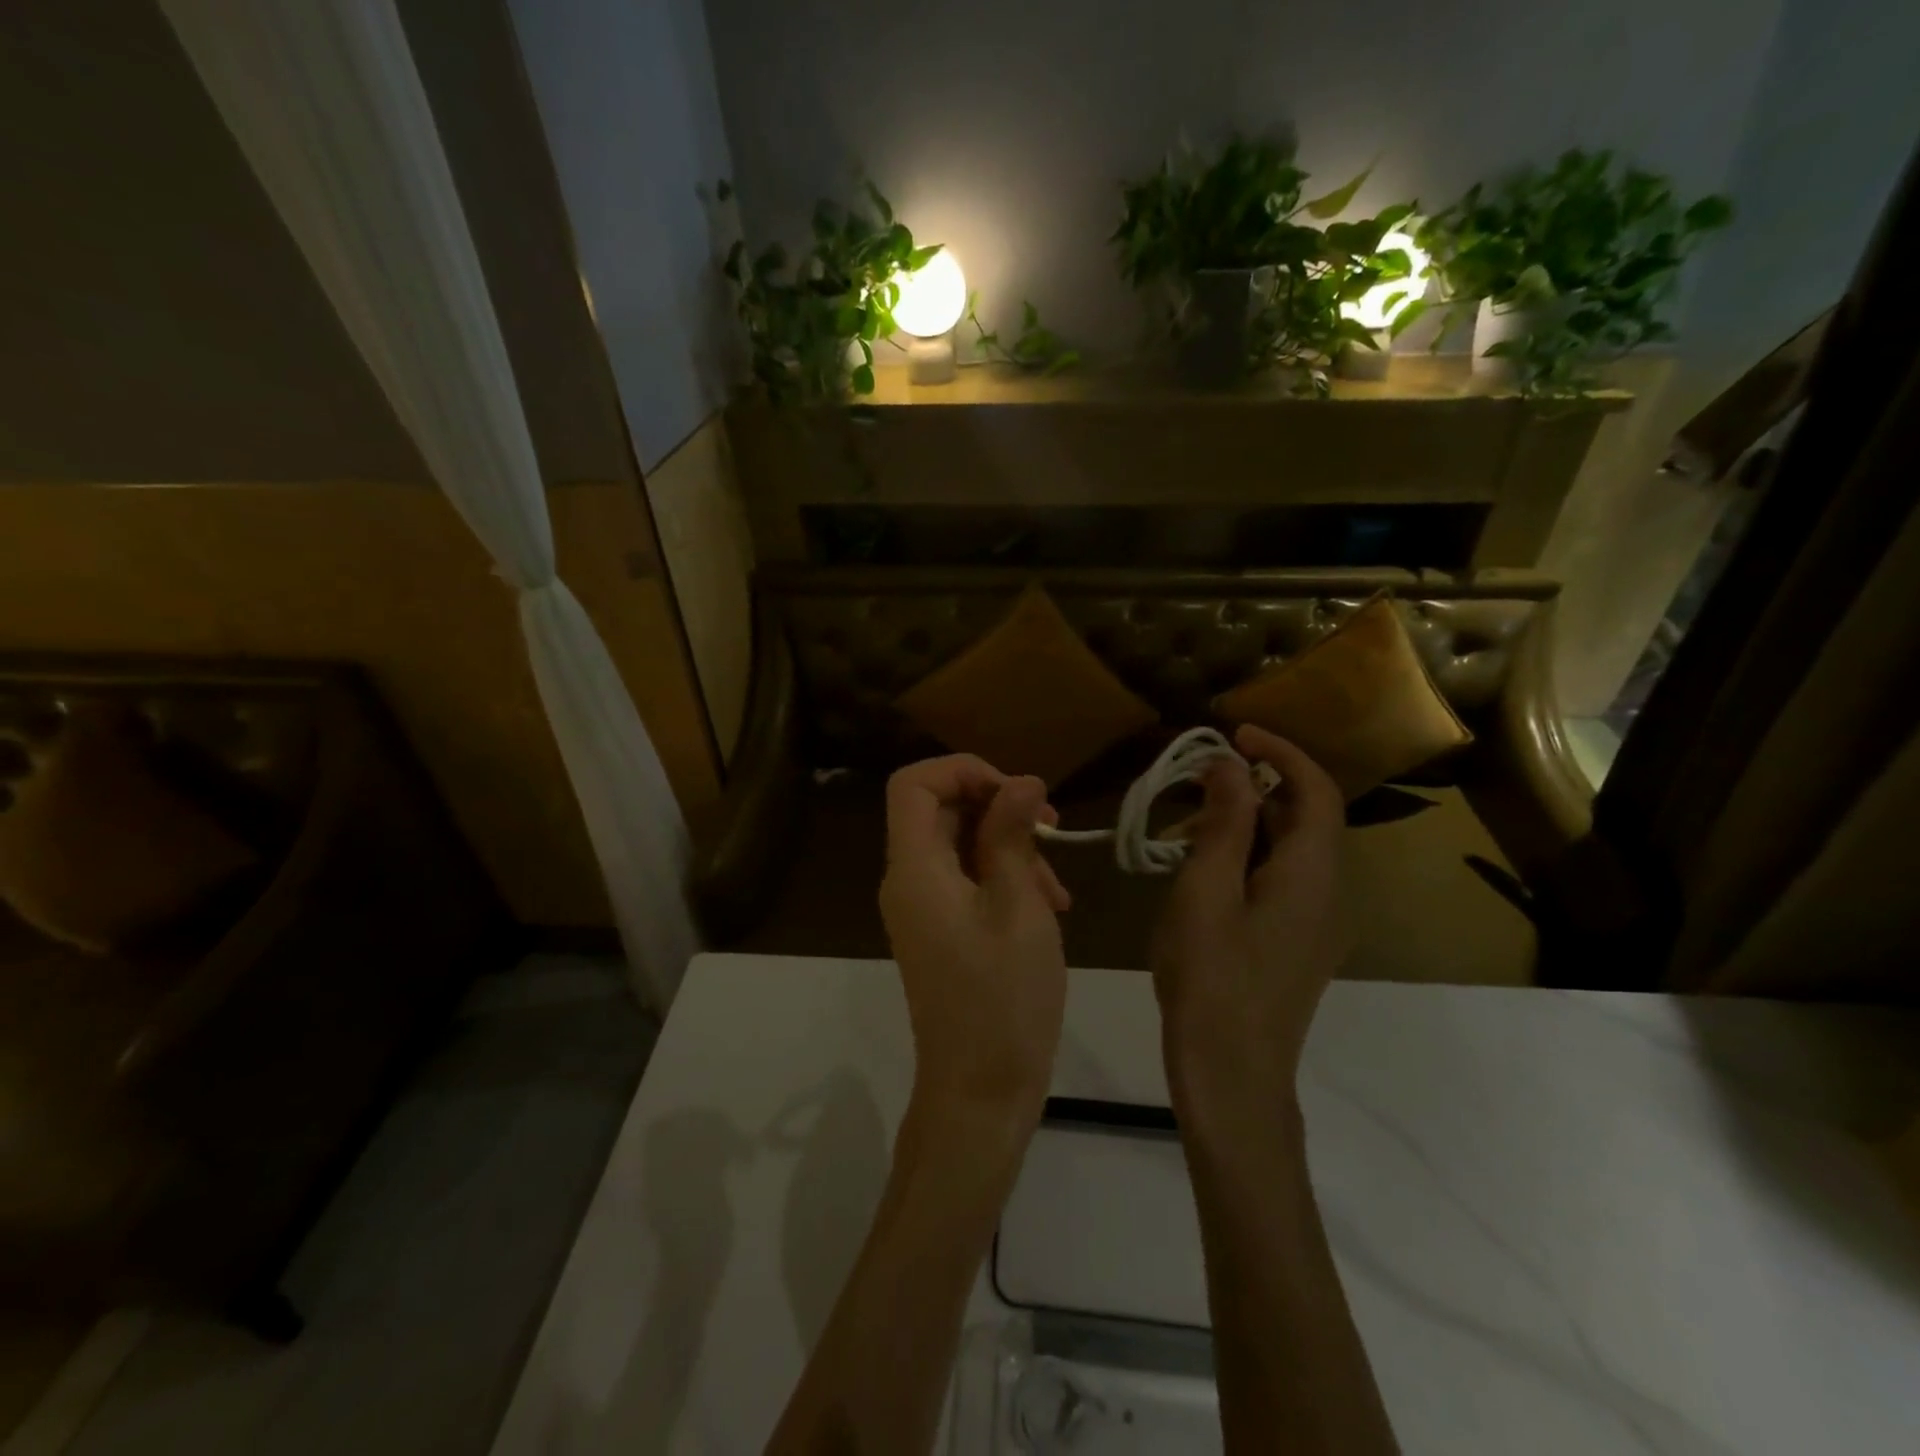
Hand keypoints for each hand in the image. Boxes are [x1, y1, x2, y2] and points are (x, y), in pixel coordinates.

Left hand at [879, 756, 1070, 1117]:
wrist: (980, 1092)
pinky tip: (1048, 907)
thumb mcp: (1019, 906)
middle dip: (998, 809)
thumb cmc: (1004, 998)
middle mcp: (908, 880)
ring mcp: (922, 907)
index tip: (1016, 792)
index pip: (913, 784)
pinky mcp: (940, 929)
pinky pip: (966, 880)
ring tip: (1058, 888)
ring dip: (1010, 848)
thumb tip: (1021, 780)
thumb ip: (1012, 836)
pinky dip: (1003, 878)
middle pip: (940, 810)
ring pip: (959, 844)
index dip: (963, 770)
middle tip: (1051, 829)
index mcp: (914, 868)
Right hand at [1151, 726, 1347, 1132]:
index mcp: (1313, 873)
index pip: (1316, 790)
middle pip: (1305, 817)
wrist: (1232, 1075)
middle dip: (1255, 788)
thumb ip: (1225, 822)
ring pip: (1289, 850)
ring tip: (1187, 827)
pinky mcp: (1298, 944)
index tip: (1234, 733)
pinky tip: (1201, 872)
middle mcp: (1329, 892)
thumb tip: (1232, 765)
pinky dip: (1246, 857)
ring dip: (1246, 824)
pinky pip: (1280, 880)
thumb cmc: (1212, 977)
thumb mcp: (1207, 890)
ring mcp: (1317, 923)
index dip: (1280, 752)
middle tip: (1194, 783)